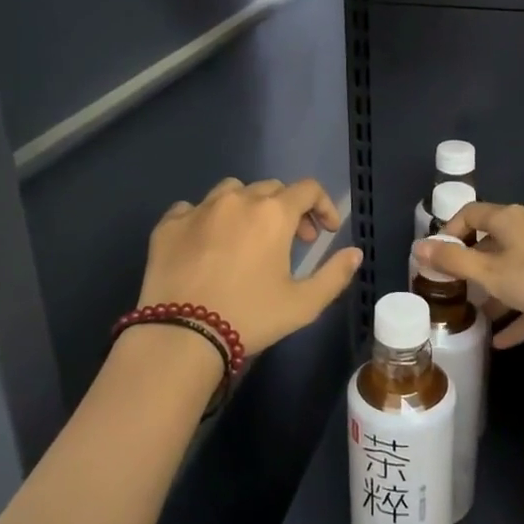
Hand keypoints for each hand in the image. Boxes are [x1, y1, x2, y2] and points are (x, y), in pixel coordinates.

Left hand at [140, 178, 362, 355]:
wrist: (182, 335)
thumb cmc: (250, 317)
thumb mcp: (303, 304)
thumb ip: (335, 275)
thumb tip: (355, 252)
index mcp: (273, 213)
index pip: (308, 189)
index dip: (323, 206)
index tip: (326, 232)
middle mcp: (237, 200)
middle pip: (271, 188)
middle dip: (289, 209)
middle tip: (293, 241)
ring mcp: (199, 209)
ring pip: (231, 191)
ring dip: (248, 206)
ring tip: (248, 236)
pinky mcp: (169, 224)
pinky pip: (192, 208)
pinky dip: (206, 219)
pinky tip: (207, 243)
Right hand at [414, 201, 523, 347]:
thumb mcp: (490, 273)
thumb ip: (453, 261)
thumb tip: (417, 247)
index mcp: (509, 219)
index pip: (471, 213)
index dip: (450, 231)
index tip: (438, 256)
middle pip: (494, 242)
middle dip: (473, 266)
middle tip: (455, 288)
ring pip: (516, 269)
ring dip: (496, 292)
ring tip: (477, 316)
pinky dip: (521, 312)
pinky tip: (504, 341)